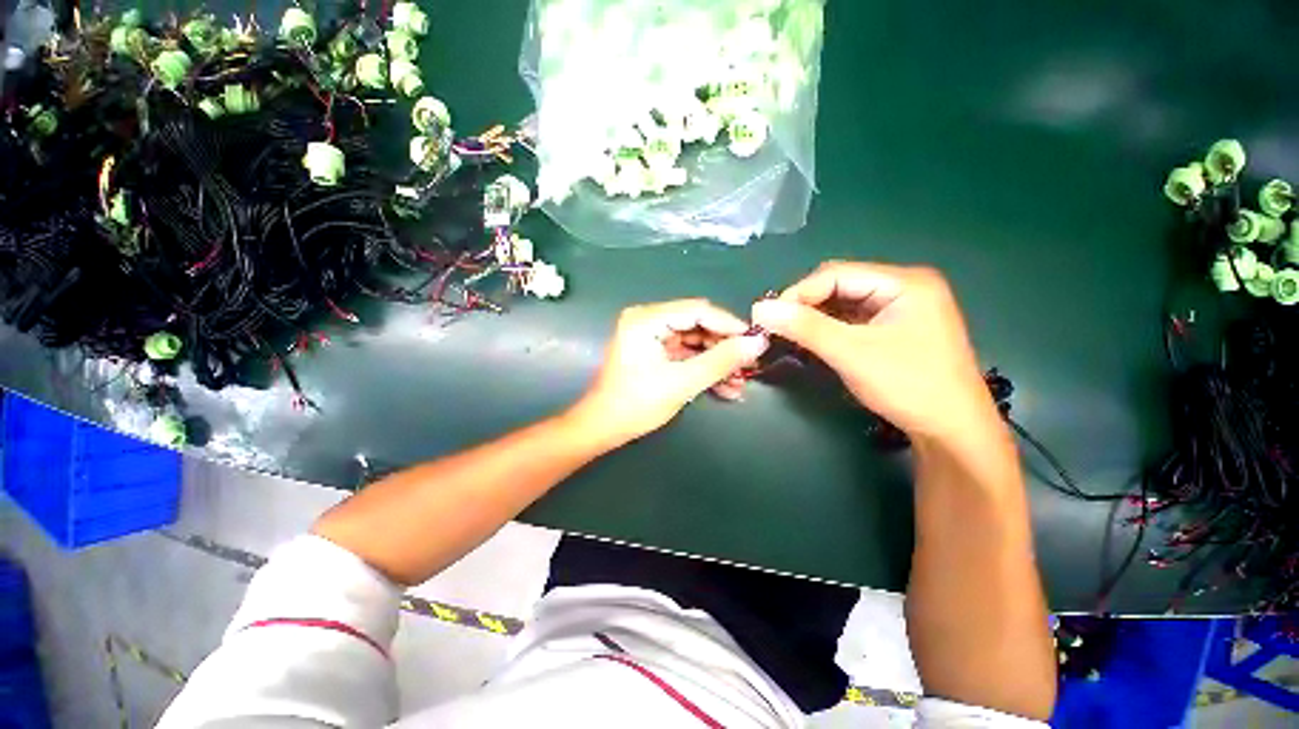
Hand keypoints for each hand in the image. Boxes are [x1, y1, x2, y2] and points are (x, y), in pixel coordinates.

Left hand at [570, 300, 768, 445]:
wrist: (604, 428)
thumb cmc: (636, 404)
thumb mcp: (682, 382)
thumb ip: (721, 361)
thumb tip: (757, 344)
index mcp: (647, 319)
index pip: (699, 311)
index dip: (730, 325)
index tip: (756, 342)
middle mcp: (649, 320)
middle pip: (698, 326)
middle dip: (725, 349)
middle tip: (750, 366)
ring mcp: (652, 336)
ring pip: (695, 342)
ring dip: (718, 362)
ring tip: (741, 382)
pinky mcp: (655, 352)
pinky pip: (686, 354)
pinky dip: (704, 369)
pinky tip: (726, 387)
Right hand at [752, 261, 997, 442]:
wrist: (952, 430)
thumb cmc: (908, 386)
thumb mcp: (852, 353)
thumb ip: (805, 327)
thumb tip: (759, 309)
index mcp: (904, 282)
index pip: (836, 274)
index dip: (798, 293)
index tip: (767, 317)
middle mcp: (904, 287)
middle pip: (839, 285)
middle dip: (805, 305)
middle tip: (777, 327)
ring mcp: (901, 308)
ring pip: (843, 303)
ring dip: (814, 318)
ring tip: (789, 335)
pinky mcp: (894, 327)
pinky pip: (852, 319)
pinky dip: (828, 328)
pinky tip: (812, 340)